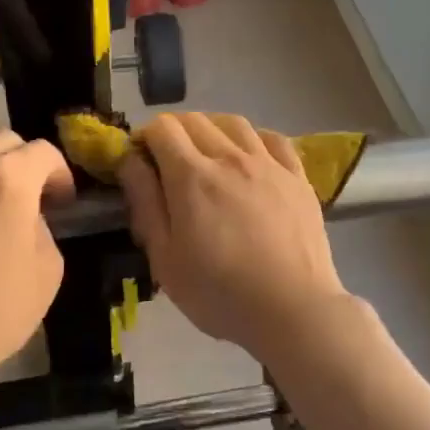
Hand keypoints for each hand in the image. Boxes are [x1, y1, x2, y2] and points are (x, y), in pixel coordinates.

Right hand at [119, 112, 349, 362]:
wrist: (293, 308)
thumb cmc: (220, 293)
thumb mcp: (165, 258)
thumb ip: (146, 204)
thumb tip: (130, 162)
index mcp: (191, 176)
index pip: (162, 129)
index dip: (145, 138)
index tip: (141, 161)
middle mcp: (230, 157)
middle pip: (196, 120)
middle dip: (174, 131)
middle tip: (168, 160)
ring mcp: (269, 164)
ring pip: (235, 123)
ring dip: (212, 128)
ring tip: (207, 152)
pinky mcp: (298, 177)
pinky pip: (273, 139)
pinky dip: (254, 138)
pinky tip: (251, 156)